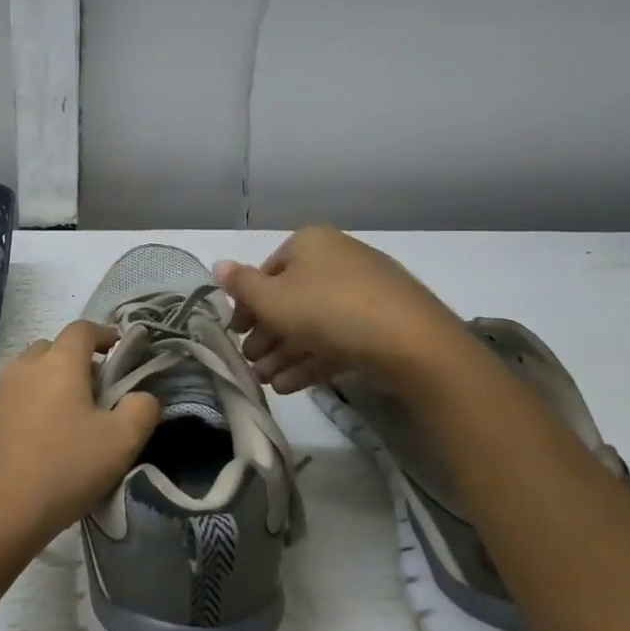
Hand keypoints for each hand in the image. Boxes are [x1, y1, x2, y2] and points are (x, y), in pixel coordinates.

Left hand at [0, 321, 161, 559]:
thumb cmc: (62, 470)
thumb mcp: (120, 443)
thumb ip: (142, 410)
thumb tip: (142, 396)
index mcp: (58, 363)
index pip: (83, 329)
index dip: (105, 335)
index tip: (120, 351)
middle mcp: (23, 368)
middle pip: (52, 349)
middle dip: (77, 361)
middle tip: (97, 394)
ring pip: (29, 375)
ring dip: (51, 386)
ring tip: (69, 423)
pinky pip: (12, 402)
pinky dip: (30, 410)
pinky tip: (39, 447)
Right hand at [215, 225, 471, 393]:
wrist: (411, 343)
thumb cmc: (328, 310)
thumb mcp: (273, 300)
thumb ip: (241, 285)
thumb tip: (218, 265)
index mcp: (311, 243)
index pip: (267, 272)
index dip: (247, 305)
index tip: (235, 335)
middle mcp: (337, 259)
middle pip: (290, 299)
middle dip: (266, 336)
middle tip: (250, 364)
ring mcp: (364, 291)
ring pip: (313, 322)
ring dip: (285, 353)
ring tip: (266, 383)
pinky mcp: (383, 322)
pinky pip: (338, 337)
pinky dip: (312, 359)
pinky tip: (290, 387)